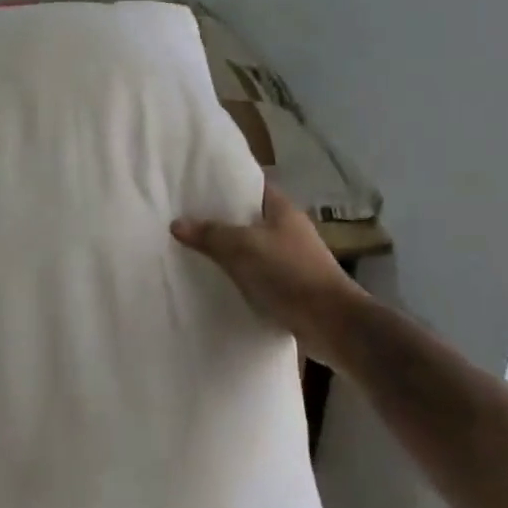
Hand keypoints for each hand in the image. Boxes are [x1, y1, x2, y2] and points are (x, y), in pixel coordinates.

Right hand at [171, 184, 365, 362]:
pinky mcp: (289, 286)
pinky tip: (214, 280)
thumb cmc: (289, 273)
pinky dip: (237, 275)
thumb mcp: (243, 247)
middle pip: (247, 217)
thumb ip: (210, 234)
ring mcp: (290, 259)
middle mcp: (288, 229)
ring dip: (227, 250)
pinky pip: (255, 273)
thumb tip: (177, 223)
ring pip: (250, 247)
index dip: (225, 184)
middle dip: (219, 219)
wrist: (331, 323)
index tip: (194, 187)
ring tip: (192, 249)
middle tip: (184, 219)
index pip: (251, 186)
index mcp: (282, 210)